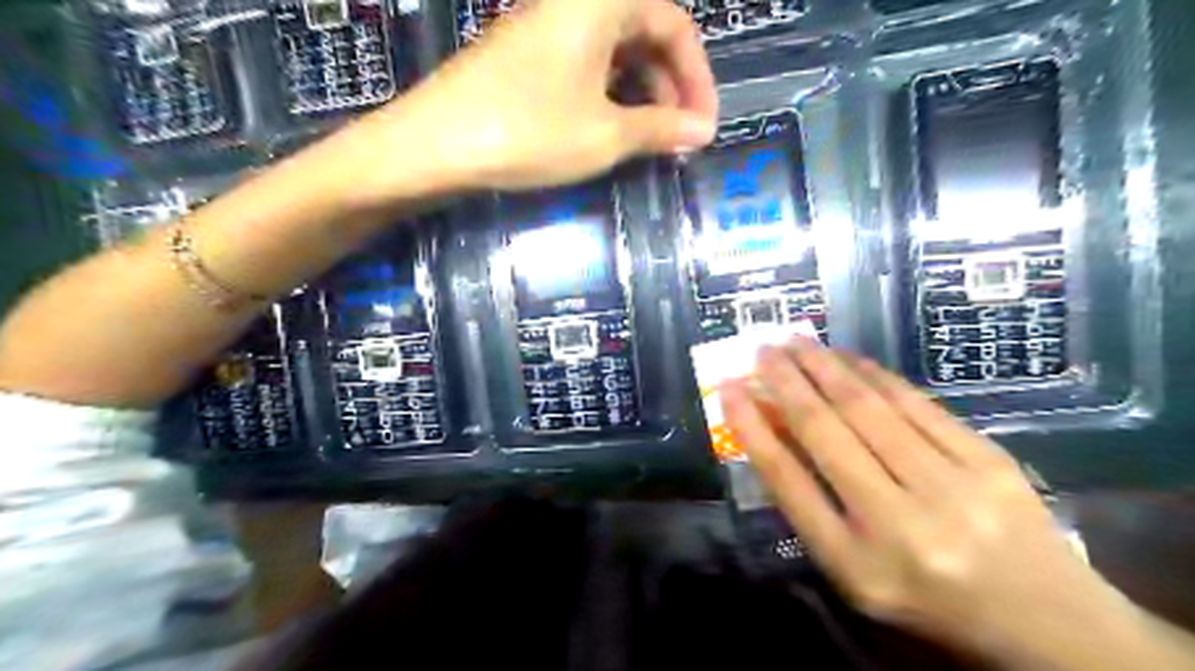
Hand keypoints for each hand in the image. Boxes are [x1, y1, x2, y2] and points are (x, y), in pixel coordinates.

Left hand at [342, 1, 712, 201]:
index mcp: (599, 4)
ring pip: (614, 54)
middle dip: (671, 86)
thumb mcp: (604, 134)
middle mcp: (573, 6)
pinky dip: (609, 98)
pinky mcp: (526, 59)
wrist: (433, 146)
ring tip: (652, 141)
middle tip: (680, 136)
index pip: (674, 24)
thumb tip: (702, 131)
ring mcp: (546, 32)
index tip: (704, 124)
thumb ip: (660, 129)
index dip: (698, 76)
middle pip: (644, 34)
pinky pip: (585, 69)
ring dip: (642, 95)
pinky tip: (612, 132)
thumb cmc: (527, 132)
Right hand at [723, 338, 1126, 662]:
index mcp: (856, 563)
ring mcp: (950, 488)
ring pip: (869, 408)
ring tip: (797, 341)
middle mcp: (898, 523)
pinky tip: (850, 358)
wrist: (1045, 622)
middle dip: (786, 382)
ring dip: (825, 367)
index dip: (752, 428)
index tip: (730, 389)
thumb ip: (811, 505)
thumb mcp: (853, 570)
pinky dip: (876, 375)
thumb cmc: (927, 598)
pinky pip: (918, 404)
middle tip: (762, 348)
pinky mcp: (989, 461)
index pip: (787, 481)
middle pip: (825, 433)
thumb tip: (773, 430)